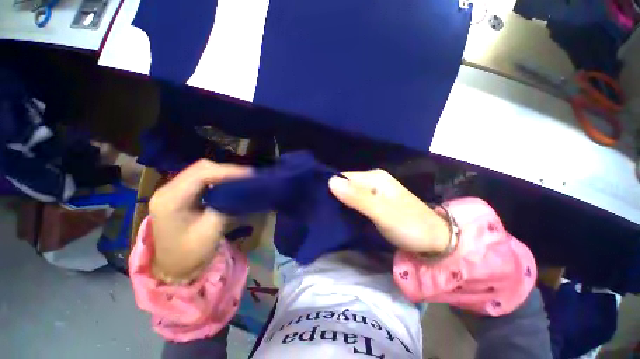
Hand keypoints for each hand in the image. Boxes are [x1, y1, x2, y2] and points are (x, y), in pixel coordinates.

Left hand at [149, 160, 251, 281]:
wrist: (172, 267)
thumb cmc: (190, 254)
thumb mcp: (211, 230)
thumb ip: (226, 205)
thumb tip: (242, 190)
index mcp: (171, 200)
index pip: (201, 174)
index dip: (227, 172)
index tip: (249, 175)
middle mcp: (167, 190)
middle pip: (200, 168)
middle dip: (227, 170)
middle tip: (248, 177)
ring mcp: (171, 190)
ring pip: (201, 171)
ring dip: (223, 173)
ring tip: (241, 179)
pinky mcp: (178, 193)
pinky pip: (200, 178)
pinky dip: (217, 178)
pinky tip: (228, 183)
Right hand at [329, 169, 450, 253]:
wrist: (434, 240)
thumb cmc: (409, 226)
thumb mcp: (382, 213)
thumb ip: (358, 198)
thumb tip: (330, 182)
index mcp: (374, 177)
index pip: (343, 177)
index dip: (330, 189)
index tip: (319, 203)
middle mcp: (372, 180)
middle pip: (345, 185)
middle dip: (334, 196)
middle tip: (322, 211)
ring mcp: (373, 191)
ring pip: (349, 194)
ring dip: (339, 203)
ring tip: (327, 214)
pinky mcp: (374, 202)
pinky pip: (355, 201)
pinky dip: (347, 208)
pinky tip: (340, 216)